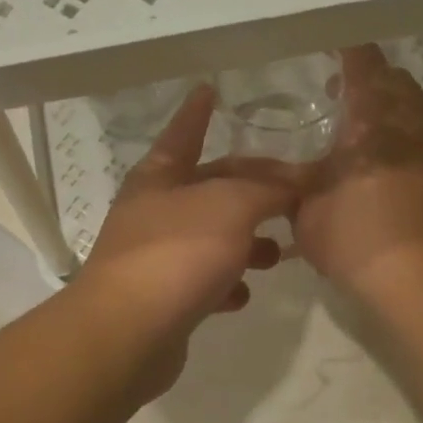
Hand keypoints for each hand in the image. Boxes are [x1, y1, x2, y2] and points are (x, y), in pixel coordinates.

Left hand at [76, 86, 298, 392]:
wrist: (128, 332)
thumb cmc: (177, 252)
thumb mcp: (231, 206)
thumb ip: (268, 189)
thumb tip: (293, 184)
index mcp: (159, 176)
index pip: (184, 132)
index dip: (198, 112)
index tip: (208, 89)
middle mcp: (153, 211)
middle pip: (209, 189)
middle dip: (250, 191)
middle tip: (293, 196)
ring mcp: (155, 256)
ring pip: (210, 238)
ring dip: (246, 243)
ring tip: (278, 254)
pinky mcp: (162, 299)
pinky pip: (202, 282)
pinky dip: (226, 284)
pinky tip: (243, 296)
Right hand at [293, 46, 422, 293]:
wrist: (414, 276)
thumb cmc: (353, 232)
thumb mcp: (302, 204)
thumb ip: (274, 177)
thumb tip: (235, 166)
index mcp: (372, 119)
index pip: (364, 64)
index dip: (348, 49)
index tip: (328, 43)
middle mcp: (406, 123)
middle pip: (394, 79)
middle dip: (367, 76)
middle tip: (335, 90)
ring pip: (411, 106)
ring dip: (385, 103)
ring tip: (354, 124)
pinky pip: (418, 132)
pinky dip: (397, 129)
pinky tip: (373, 156)